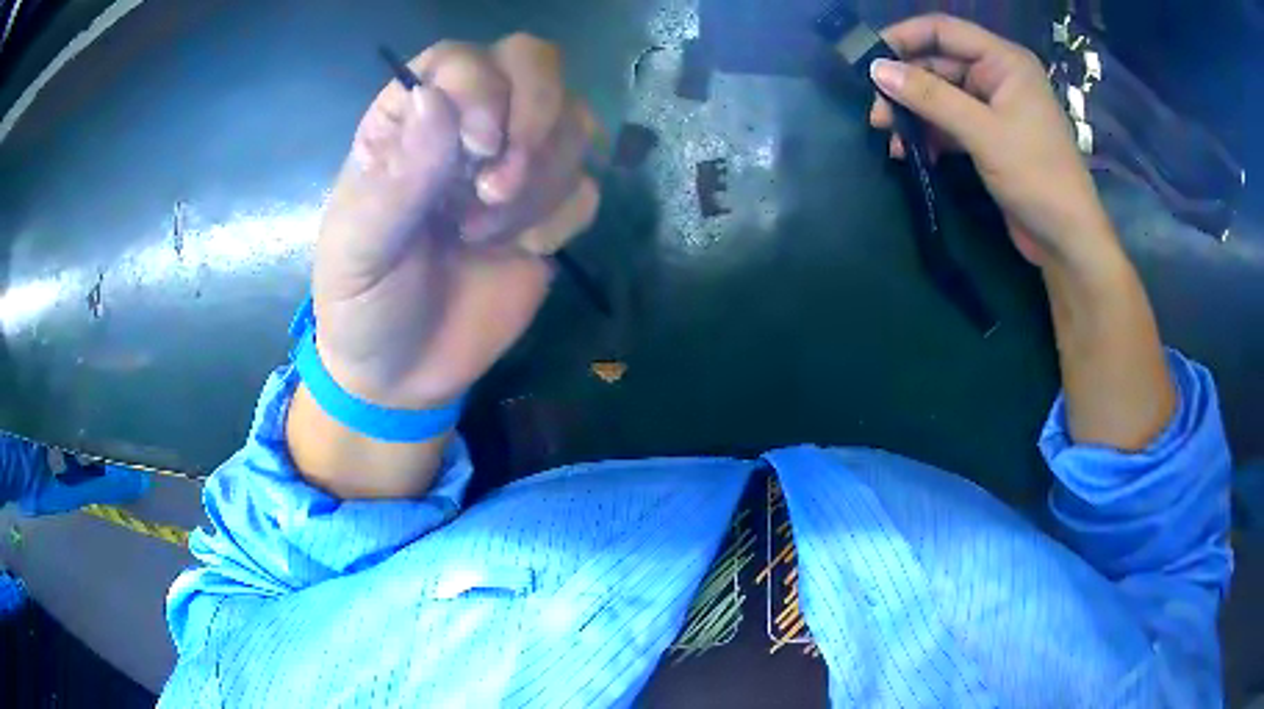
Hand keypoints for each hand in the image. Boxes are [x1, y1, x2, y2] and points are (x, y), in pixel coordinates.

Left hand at [313, 34, 598, 409]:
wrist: (403, 374)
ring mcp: (516, 165)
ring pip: (573, 124)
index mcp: (408, 121)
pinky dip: (559, 221)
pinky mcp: (550, 212)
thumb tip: (436, 96)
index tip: (477, 149)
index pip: (463, 59)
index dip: (484, 88)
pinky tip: (518, 252)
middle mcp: (468, 126)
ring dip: (539, 183)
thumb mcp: (360, 248)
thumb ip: (398, 176)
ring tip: (480, 234)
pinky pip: (588, 188)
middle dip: (534, 119)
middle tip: (496, 187)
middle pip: (535, 64)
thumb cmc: (364, 304)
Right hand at [867, 14, 1118, 271]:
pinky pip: (950, 123)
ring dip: (914, 114)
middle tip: (877, 115)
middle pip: (937, 64)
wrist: (1067, 240)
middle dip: (905, 86)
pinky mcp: (989, 136)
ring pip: (940, 96)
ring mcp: (994, 107)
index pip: (943, 31)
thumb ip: (930, 97)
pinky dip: (930, 135)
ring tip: (890, 139)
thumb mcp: (983, 132)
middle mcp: (997, 76)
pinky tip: (912, 153)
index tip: (868, 62)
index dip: (903, 39)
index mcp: (1003, 61)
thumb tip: (877, 70)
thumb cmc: (1036, 177)